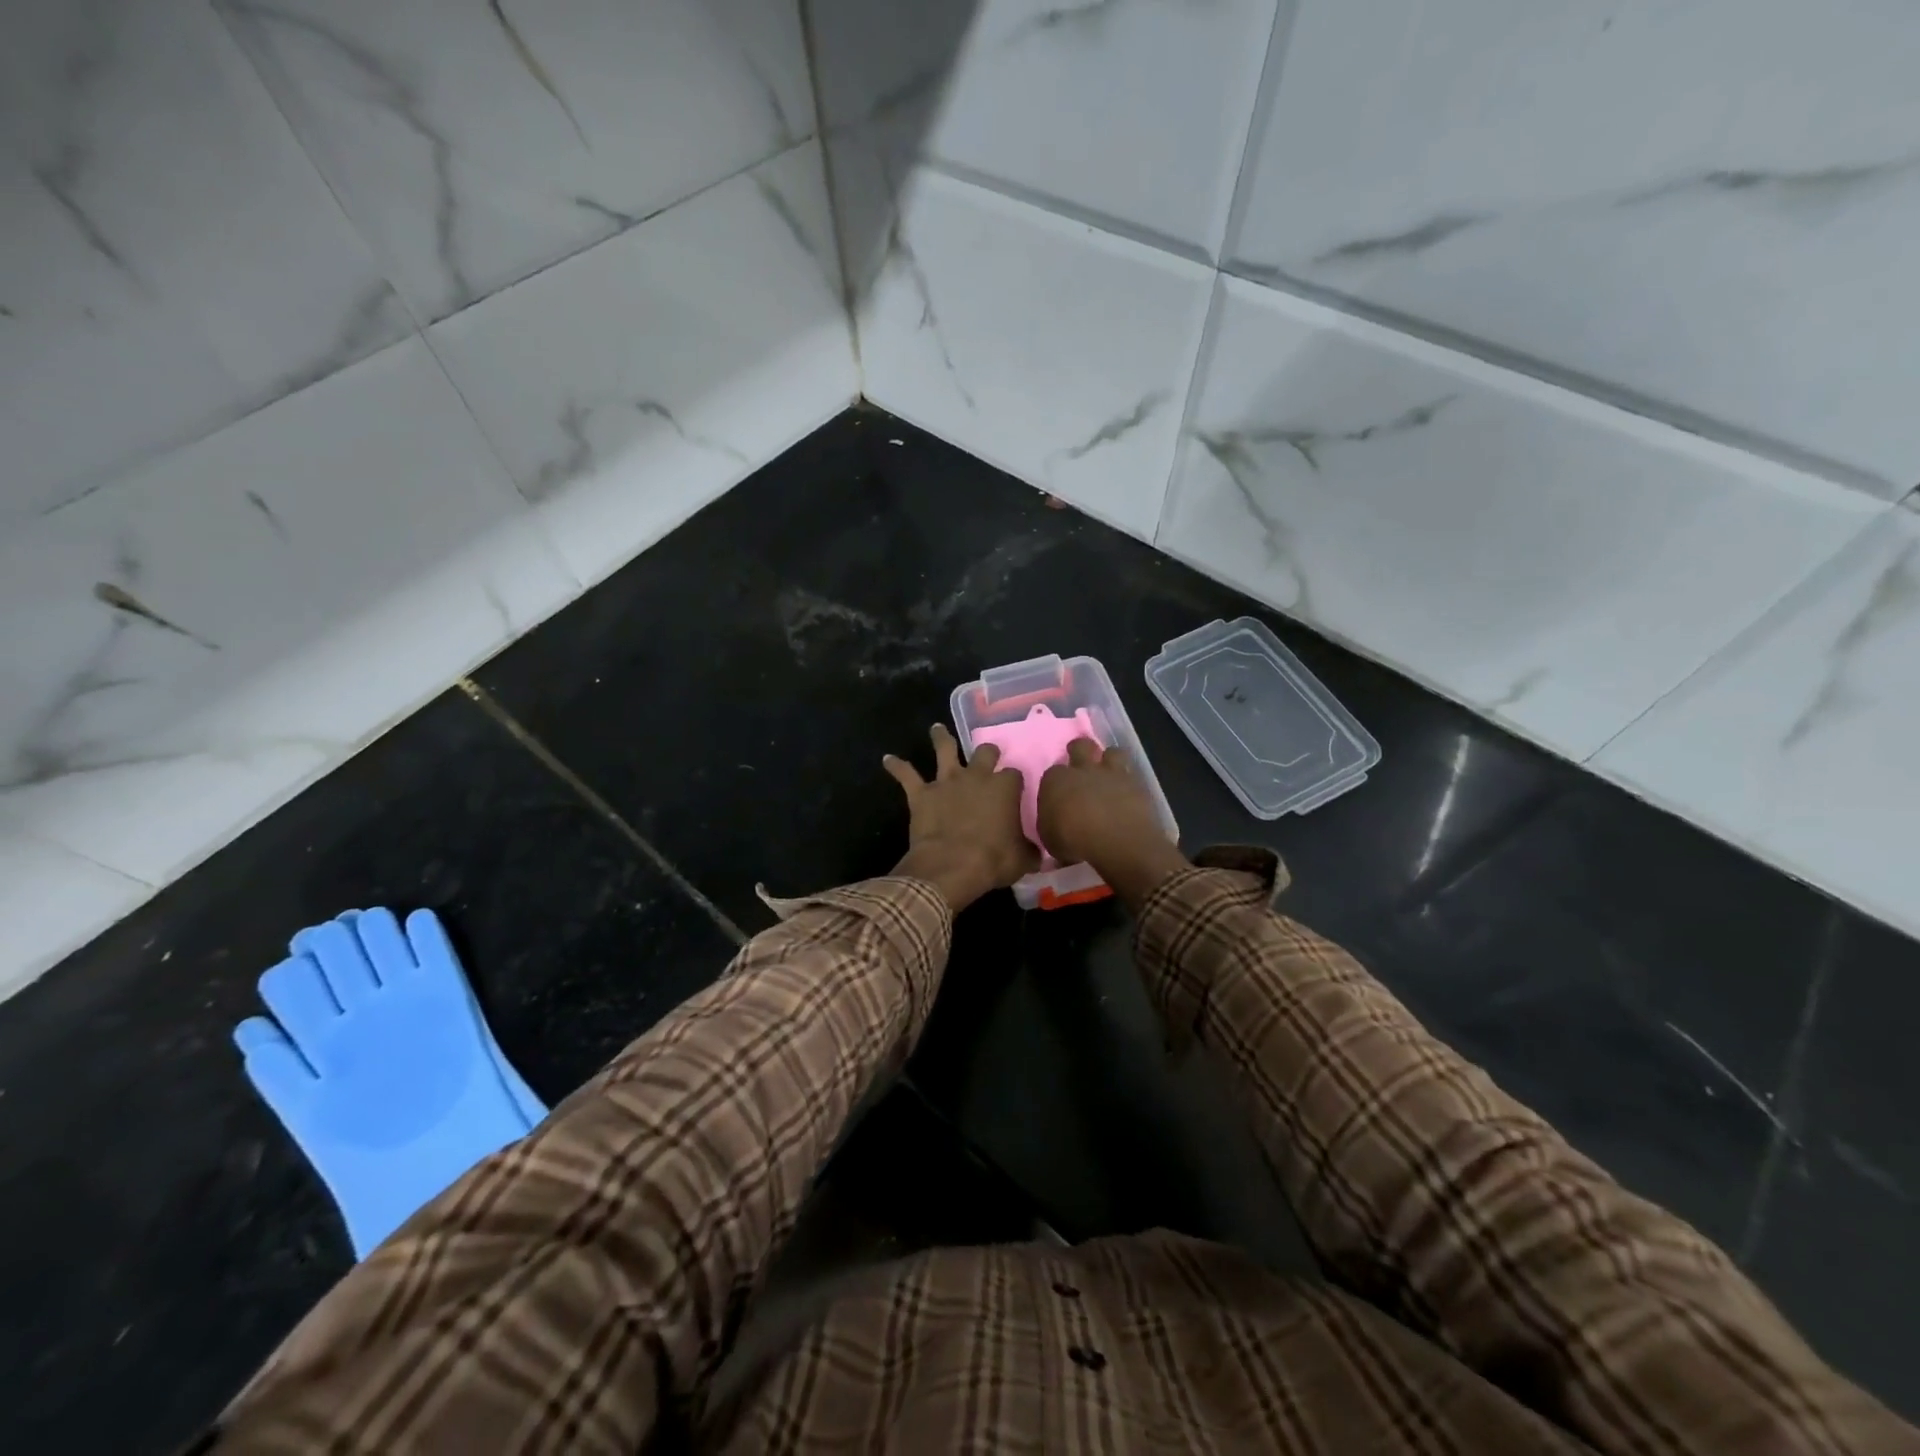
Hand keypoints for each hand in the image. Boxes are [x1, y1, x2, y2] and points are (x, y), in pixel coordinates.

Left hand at [884, 724, 1038, 910]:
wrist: (951, 866)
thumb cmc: (992, 861)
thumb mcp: (1022, 859)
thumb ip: (1029, 850)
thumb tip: (1036, 852)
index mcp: (1004, 788)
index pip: (1015, 775)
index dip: (1015, 781)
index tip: (1016, 789)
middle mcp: (976, 777)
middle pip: (985, 752)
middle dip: (988, 752)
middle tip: (988, 753)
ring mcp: (947, 782)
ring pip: (944, 749)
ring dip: (940, 737)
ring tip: (936, 729)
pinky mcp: (921, 794)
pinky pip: (906, 775)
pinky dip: (896, 766)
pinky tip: (887, 759)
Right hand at [1038, 738, 1186, 904]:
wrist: (1117, 840)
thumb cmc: (1073, 840)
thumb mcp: (1049, 839)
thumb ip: (1051, 825)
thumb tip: (1055, 825)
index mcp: (1056, 780)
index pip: (1051, 774)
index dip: (1055, 783)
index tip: (1058, 795)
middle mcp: (1083, 769)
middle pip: (1080, 746)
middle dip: (1080, 751)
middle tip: (1081, 767)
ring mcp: (1112, 773)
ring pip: (1112, 752)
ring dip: (1110, 761)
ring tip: (1109, 776)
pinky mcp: (1136, 784)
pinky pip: (1131, 775)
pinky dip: (1128, 782)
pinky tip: (1127, 794)